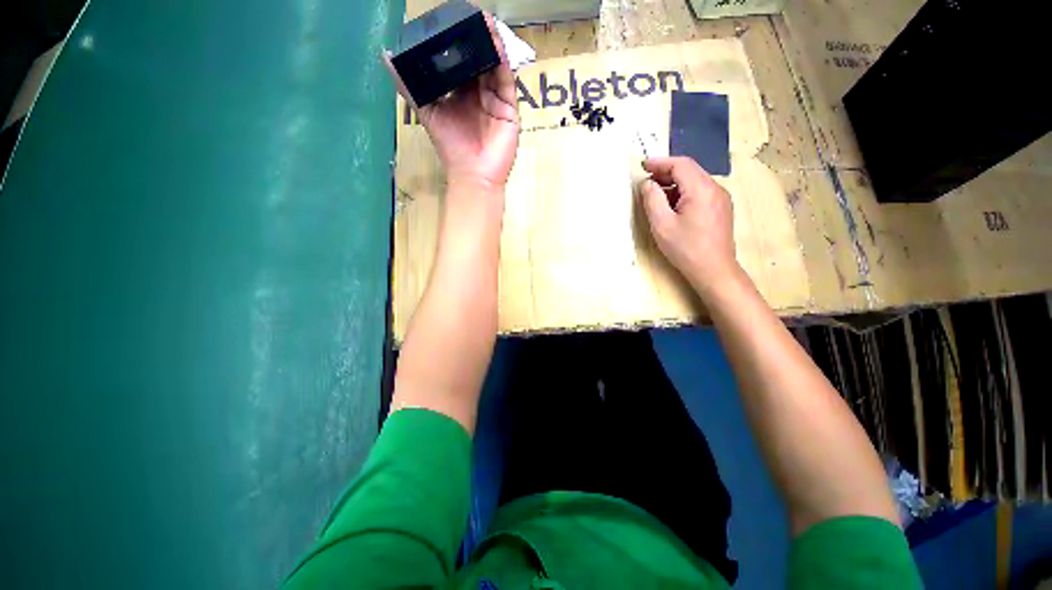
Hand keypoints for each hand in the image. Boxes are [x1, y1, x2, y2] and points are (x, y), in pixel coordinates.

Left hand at [383, 15, 519, 193]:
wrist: (474, 175)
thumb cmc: (451, 148)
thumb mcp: (427, 112)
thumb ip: (409, 86)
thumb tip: (387, 57)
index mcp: (459, 95)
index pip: (460, 63)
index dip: (457, 43)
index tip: (453, 20)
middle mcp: (478, 94)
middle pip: (479, 60)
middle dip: (476, 38)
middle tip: (472, 13)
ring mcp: (495, 100)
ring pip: (494, 66)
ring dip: (491, 44)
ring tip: (485, 19)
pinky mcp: (509, 108)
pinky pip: (506, 81)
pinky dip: (502, 61)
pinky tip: (496, 42)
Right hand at [638, 157, 740, 294]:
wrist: (714, 270)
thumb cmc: (685, 248)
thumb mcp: (662, 224)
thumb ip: (652, 199)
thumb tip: (648, 183)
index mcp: (701, 189)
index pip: (680, 164)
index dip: (660, 162)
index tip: (643, 166)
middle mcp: (715, 188)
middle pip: (689, 170)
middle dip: (666, 172)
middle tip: (646, 180)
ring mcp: (721, 198)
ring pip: (695, 181)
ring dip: (674, 183)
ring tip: (656, 194)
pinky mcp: (721, 208)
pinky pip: (700, 192)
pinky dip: (684, 192)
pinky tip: (672, 205)